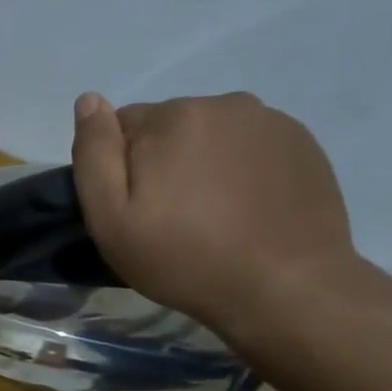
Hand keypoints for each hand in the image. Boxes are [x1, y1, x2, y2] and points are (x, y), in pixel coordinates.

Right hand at [71, 91, 355, 333]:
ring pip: (210, 134)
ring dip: (202, 162)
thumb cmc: (184, 258)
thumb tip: (89, 100)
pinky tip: (246, 208)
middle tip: (173, 215)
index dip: (120, 168)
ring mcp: (270, 121)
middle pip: (168, 126)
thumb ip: (94, 153)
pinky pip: (250, 145)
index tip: (136, 207)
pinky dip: (240, 168)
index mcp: (172, 116)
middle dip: (163, 160)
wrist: (286, 290)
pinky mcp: (302, 144)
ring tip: (213, 213)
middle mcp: (223, 103)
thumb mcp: (111, 218)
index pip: (122, 125)